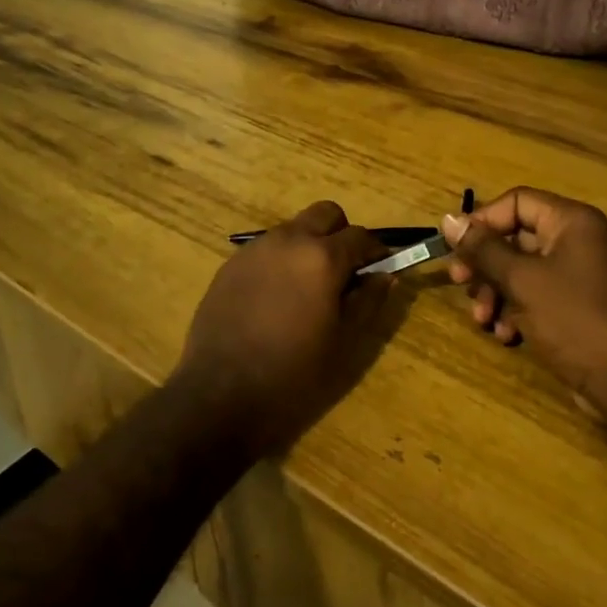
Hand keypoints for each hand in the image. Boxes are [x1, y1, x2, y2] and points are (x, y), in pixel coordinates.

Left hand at [175, 201, 395, 456]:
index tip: (379, 270)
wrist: (221, 393)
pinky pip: (266, 248)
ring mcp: (255, 248)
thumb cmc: (293, 372)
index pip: (360, 235)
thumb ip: (368, 301)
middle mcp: (289, 240)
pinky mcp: (231, 263)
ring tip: (307, 288)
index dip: (375, 251)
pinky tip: (276, 298)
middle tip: (344, 272)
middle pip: (325, 214)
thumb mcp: (343, 341)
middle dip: (341, 235)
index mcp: (322, 258)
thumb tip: (386, 275)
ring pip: (293, 228)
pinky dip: (281, 260)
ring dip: (309, 245)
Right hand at [444, 187, 606, 418]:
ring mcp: (578, 276)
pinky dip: (516, 311)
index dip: (483, 221)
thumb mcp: (522, 281)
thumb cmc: (576, 319)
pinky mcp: (576, 308)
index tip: (456, 248)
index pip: (516, 202)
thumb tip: (449, 220)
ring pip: (521, 271)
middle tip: (460, 283)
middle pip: (515, 238)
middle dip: (485, 264)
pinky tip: (505, 335)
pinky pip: (536, 297)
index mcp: (570, 222)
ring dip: (495, 292)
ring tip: (483, 319)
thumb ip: (483, 249)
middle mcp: (576, 242)